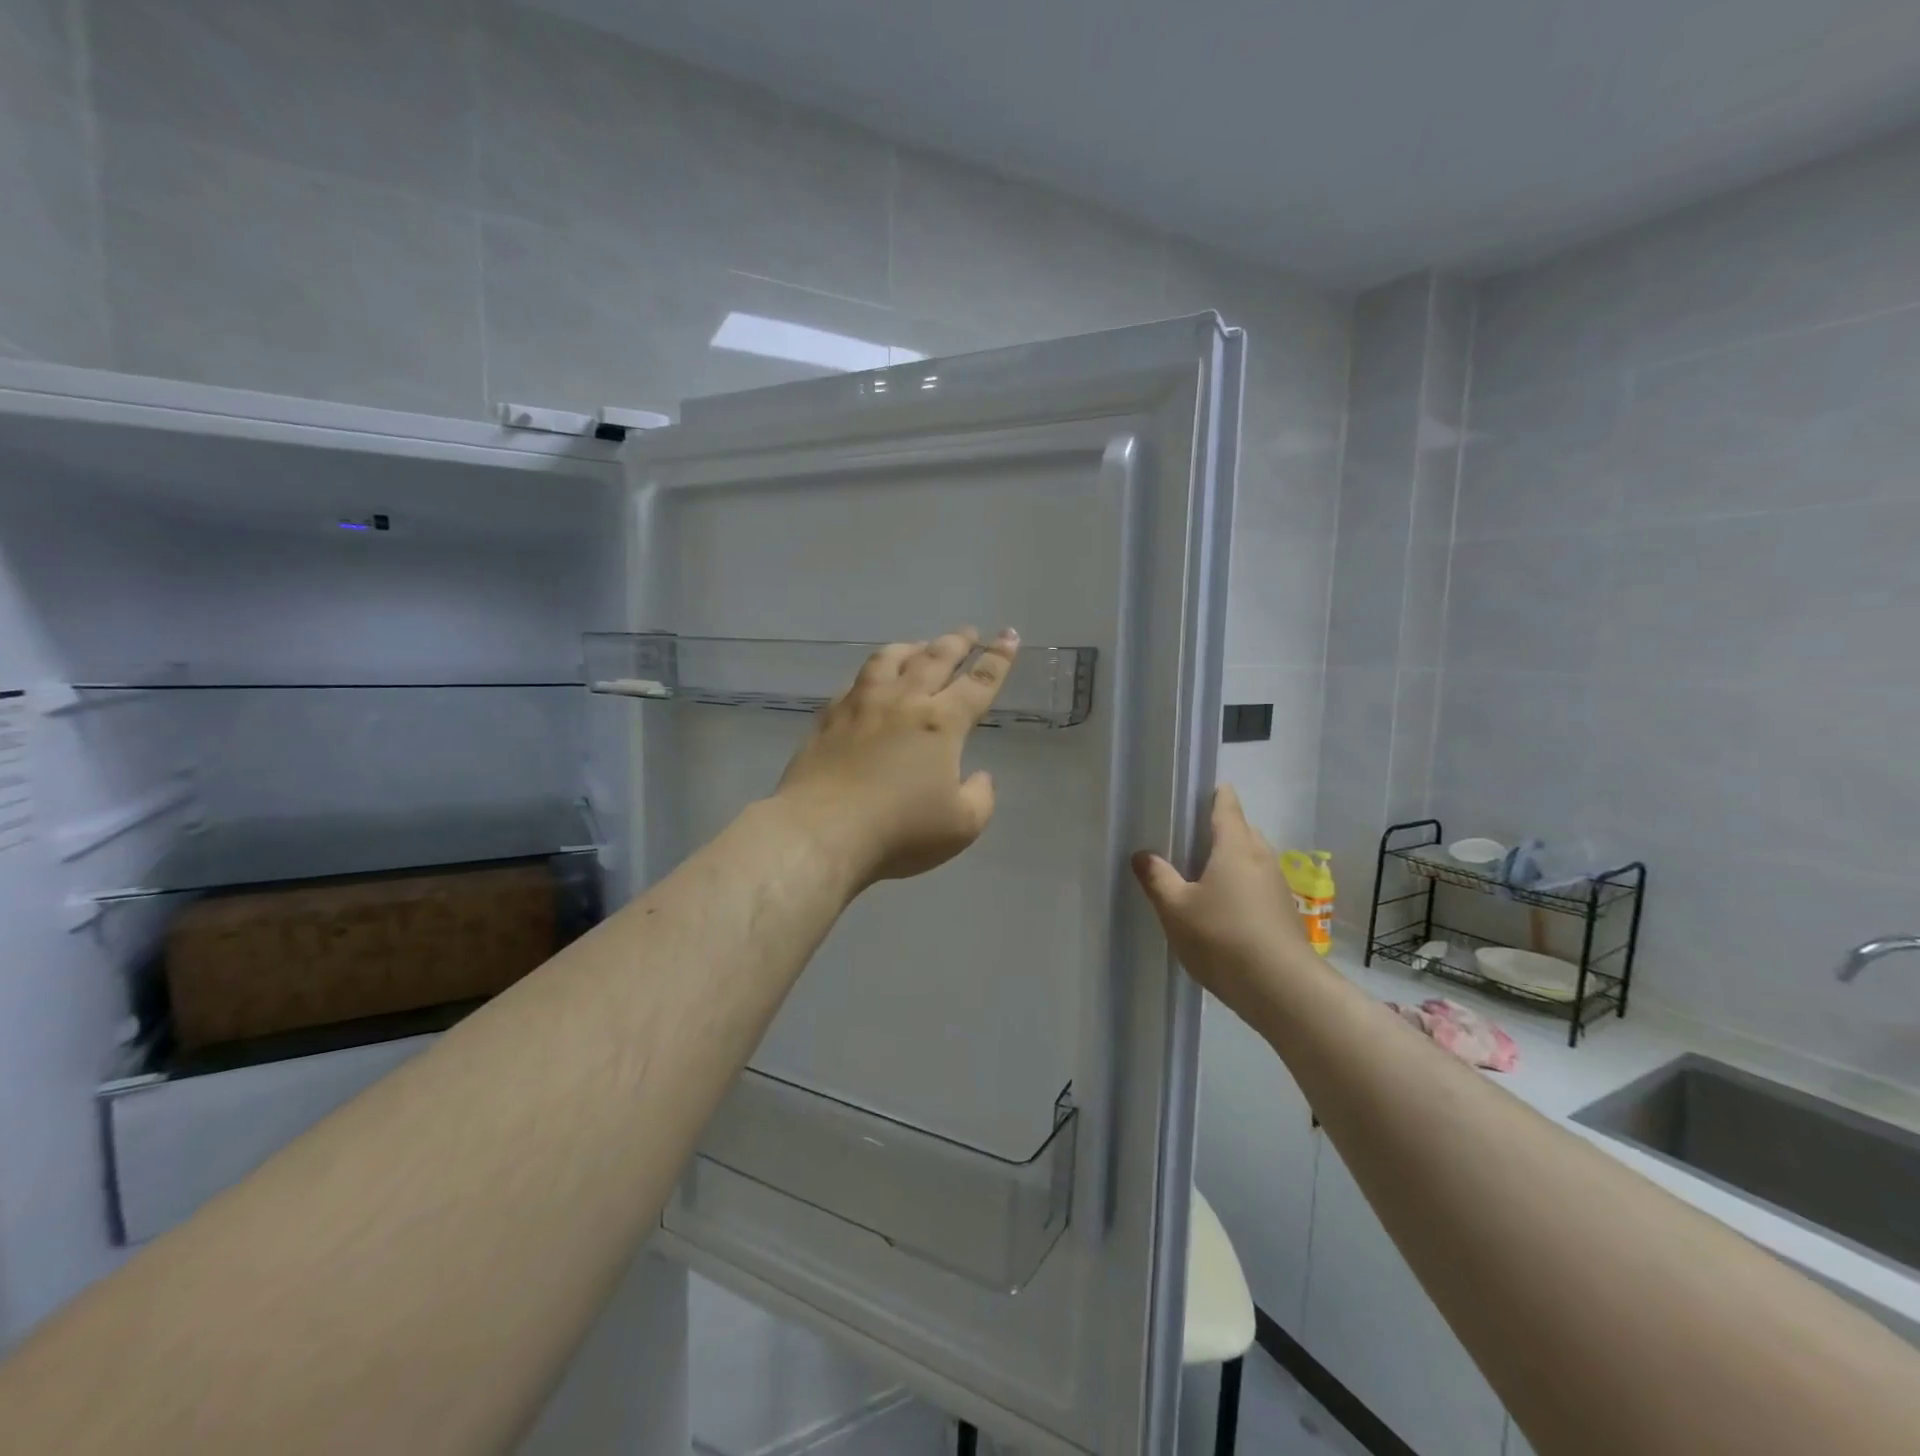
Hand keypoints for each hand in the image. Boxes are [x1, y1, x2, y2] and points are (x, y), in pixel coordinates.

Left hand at [775, 627, 1018, 889]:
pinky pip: (855, 681)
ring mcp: (862, 704)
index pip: (979, 682)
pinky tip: (870, 680)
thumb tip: (980, 777)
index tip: (1009, 635)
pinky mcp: (830, 716)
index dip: (999, 658)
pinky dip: (872, 673)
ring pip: (890, 658)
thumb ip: (980, 797)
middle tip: (968, 632)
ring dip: (911, 647)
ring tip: (919, 645)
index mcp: (942, 722)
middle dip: (957, 641)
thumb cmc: (900, 830)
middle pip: (935, 657)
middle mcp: (904, 701)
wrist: (823, 830)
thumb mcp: (961, 826)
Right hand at [1132, 785, 1308, 1018]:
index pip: (1226, 804)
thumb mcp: (1175, 908)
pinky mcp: (1283, 913)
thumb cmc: (1222, 937)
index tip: (1192, 793)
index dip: (1212, 794)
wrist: (1282, 990)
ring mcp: (1277, 886)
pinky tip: (1218, 910)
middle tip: (1181, 840)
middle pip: (1239, 830)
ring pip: (1249, 859)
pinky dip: (1238, 886)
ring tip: (1195, 877)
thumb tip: (1142, 854)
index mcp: (1235, 845)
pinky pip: (1256, 885)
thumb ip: (1157, 877)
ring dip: (1227, 861)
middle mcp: (1261, 857)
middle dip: (1215, 830)